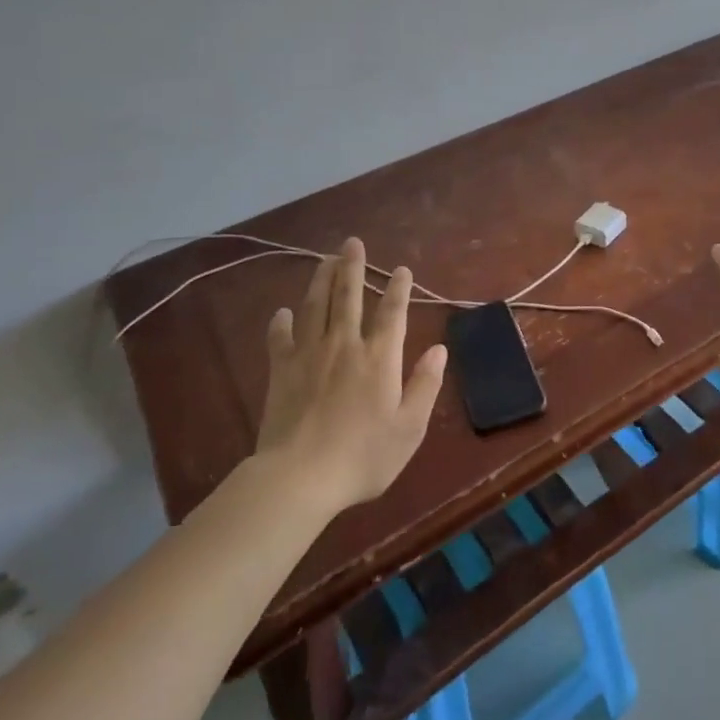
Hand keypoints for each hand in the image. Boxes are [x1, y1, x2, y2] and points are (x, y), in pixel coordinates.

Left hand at [256, 238, 447, 510]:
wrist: (300, 477)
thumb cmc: (363, 456)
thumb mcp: (409, 428)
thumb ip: (425, 385)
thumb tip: (439, 348)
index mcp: (379, 357)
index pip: (392, 311)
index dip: (398, 288)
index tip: (401, 269)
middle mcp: (345, 344)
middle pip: (348, 296)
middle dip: (352, 267)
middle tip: (352, 242)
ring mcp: (309, 354)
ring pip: (316, 306)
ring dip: (322, 279)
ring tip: (326, 259)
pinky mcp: (281, 370)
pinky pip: (280, 338)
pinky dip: (282, 322)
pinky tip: (283, 312)